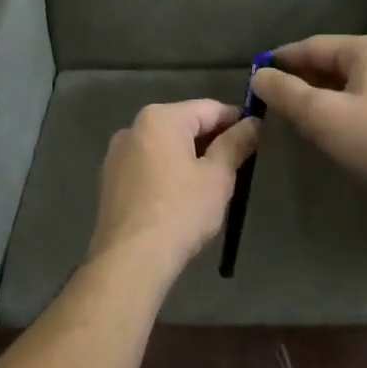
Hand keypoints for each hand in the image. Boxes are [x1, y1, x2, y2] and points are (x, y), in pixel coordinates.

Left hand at [88, 99, 260, 274]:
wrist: (131, 259)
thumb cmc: (181, 211)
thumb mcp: (218, 177)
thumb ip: (236, 144)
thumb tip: (253, 123)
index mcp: (160, 118)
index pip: (209, 108)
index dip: (237, 120)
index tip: (257, 137)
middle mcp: (133, 128)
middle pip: (184, 125)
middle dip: (212, 140)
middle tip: (238, 165)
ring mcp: (116, 155)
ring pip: (164, 146)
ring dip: (189, 157)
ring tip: (211, 184)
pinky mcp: (110, 181)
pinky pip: (147, 166)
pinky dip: (167, 173)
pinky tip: (181, 197)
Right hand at [250, 35, 366, 211]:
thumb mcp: (321, 115)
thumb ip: (285, 92)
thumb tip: (259, 76)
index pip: (314, 46)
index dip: (282, 60)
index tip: (256, 75)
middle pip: (334, 62)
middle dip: (301, 78)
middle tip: (273, 98)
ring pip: (351, 82)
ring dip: (321, 94)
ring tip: (296, 113)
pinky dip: (343, 106)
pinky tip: (332, 125)